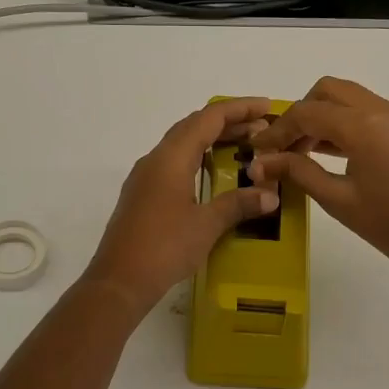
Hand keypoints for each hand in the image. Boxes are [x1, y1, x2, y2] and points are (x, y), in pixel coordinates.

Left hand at [83, 98, 281, 311]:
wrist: (119, 281)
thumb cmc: (164, 248)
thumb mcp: (206, 225)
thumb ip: (239, 205)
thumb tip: (270, 195)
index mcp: (170, 158)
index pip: (208, 119)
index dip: (239, 109)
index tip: (266, 108)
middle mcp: (155, 160)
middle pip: (193, 127)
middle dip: (228, 123)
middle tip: (262, 129)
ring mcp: (145, 178)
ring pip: (182, 145)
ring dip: (212, 141)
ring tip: (244, 147)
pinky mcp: (143, 196)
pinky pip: (174, 164)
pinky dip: (199, 159)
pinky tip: (214, 175)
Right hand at [248, 78, 388, 279]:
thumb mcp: (337, 200)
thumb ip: (298, 172)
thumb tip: (260, 164)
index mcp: (364, 126)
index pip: (307, 113)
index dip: (278, 131)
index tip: (259, 151)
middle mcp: (382, 109)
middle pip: (328, 91)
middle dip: (300, 113)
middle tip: (283, 146)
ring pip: (348, 97)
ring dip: (321, 115)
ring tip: (300, 152)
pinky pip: (366, 110)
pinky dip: (342, 121)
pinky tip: (327, 151)